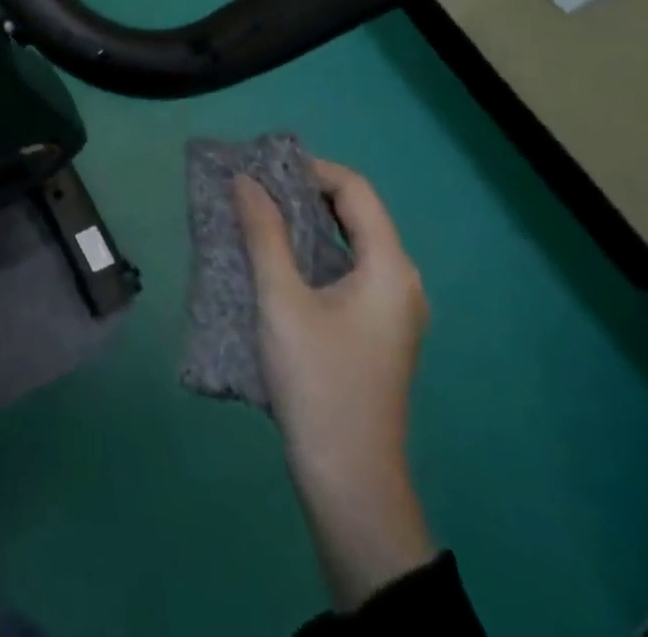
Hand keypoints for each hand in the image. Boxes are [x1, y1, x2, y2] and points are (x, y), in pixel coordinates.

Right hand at [236, 160, 434, 610]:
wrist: (349, 479)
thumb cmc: (317, 381)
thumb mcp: (281, 300)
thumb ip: (264, 232)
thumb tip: (245, 180)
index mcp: (390, 269)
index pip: (355, 190)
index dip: (309, 169)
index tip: (261, 170)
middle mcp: (401, 282)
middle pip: (355, 213)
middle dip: (303, 193)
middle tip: (253, 188)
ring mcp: (392, 310)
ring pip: (349, 243)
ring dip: (304, 223)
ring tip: (256, 217)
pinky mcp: (376, 331)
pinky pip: (346, 270)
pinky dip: (312, 253)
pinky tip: (274, 261)